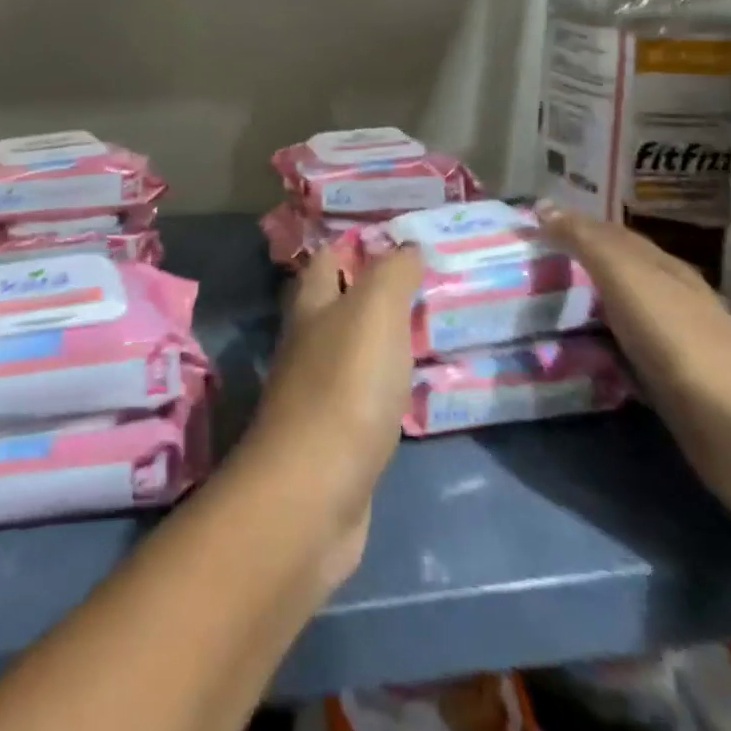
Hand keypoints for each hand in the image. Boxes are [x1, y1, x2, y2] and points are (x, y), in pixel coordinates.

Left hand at [237, 242, 424, 589]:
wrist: (315, 492)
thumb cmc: (346, 387)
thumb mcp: (374, 313)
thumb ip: (392, 275)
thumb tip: (407, 246)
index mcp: (311, 307)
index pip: (325, 259)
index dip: (354, 245)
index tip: (396, 238)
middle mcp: (306, 343)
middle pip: (333, 304)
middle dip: (368, 291)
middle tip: (421, 284)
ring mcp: (316, 392)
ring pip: (349, 350)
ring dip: (378, 339)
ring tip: (424, 330)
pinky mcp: (333, 438)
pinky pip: (363, 396)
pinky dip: (384, 385)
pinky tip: (410, 389)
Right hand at [531, 204, 730, 513]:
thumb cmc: (685, 345)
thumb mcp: (629, 280)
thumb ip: (586, 242)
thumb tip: (542, 205)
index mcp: (665, 267)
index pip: (611, 233)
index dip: (572, 224)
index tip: (528, 225)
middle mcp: (673, 298)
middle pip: (616, 271)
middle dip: (575, 263)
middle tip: (525, 263)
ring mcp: (676, 345)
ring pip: (618, 311)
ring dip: (583, 305)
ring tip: (537, 304)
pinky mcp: (673, 388)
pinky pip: (623, 352)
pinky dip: (596, 344)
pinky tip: (575, 352)